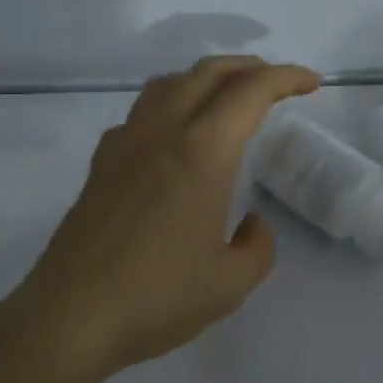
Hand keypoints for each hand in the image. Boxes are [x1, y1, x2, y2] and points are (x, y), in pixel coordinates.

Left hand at [11, 55, 321, 378]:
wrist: (70, 316)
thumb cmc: (156, 298)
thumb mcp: (229, 284)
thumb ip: (257, 247)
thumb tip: (251, 224)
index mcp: (202, 152)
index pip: (250, 92)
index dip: (286, 78)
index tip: (312, 83)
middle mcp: (163, 133)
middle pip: (209, 72)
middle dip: (250, 67)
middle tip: (276, 81)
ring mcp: (126, 142)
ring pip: (170, 83)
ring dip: (207, 77)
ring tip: (227, 96)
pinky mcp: (101, 162)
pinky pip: (142, 111)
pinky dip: (171, 103)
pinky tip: (175, 135)